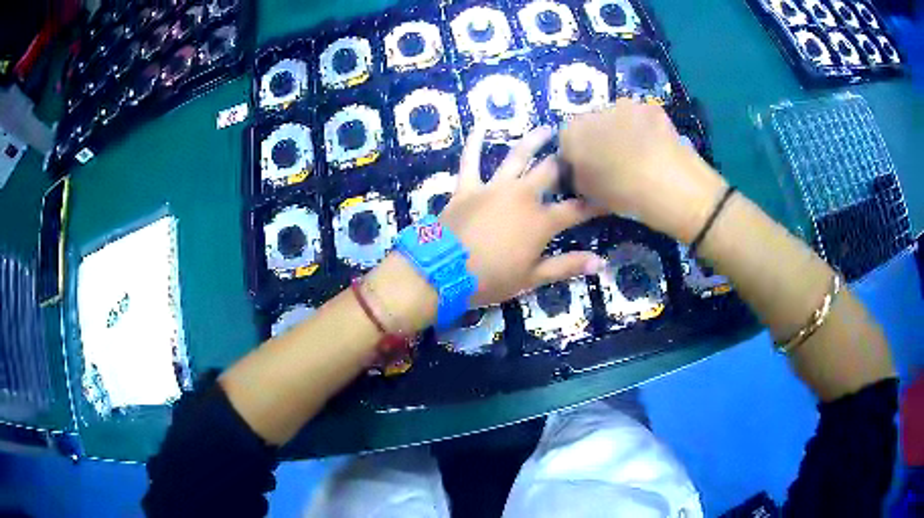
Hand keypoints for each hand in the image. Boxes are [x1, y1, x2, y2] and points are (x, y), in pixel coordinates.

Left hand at [439, 126, 605, 306]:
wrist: (442, 273)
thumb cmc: (491, 279)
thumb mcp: (532, 278)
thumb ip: (567, 266)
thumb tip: (601, 262)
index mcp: (541, 221)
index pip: (576, 209)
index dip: (595, 203)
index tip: (609, 195)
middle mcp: (522, 196)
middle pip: (551, 172)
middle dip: (568, 162)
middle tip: (578, 152)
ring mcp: (494, 187)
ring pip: (517, 156)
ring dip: (534, 141)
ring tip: (547, 129)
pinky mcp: (467, 187)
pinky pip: (470, 161)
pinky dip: (474, 145)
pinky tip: (480, 129)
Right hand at [559, 98, 727, 242]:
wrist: (674, 187)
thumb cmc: (625, 195)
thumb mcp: (590, 195)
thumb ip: (577, 178)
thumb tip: (579, 170)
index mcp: (573, 133)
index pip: (564, 140)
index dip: (575, 156)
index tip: (587, 172)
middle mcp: (595, 111)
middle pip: (590, 124)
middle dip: (597, 139)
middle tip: (612, 163)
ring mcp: (626, 105)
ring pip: (615, 117)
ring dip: (620, 131)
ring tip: (637, 155)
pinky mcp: (651, 107)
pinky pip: (640, 117)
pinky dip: (643, 128)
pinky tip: (654, 148)